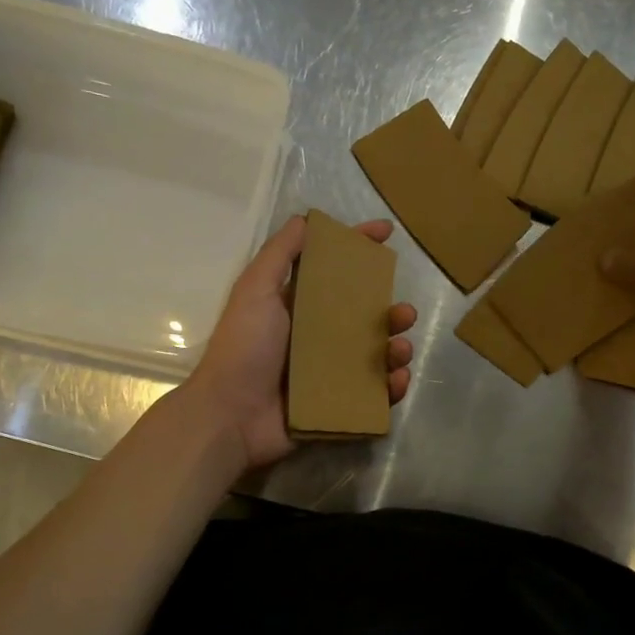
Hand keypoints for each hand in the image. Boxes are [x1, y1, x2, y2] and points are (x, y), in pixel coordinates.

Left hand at [185, 215, 417, 470]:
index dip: (360, 249)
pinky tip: (396, 381)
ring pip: (375, 356)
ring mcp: (329, 374)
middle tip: (404, 313)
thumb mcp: (255, 290)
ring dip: (396, 349)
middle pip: (365, 318)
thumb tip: (306, 218)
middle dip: (391, 311)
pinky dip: (391, 388)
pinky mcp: (337, 405)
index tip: (386, 233)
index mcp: (300, 308)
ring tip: (400, 349)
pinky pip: (374, 394)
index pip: (336, 272)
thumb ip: (280, 254)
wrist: (231, 415)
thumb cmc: (244, 348)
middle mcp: (317, 338)